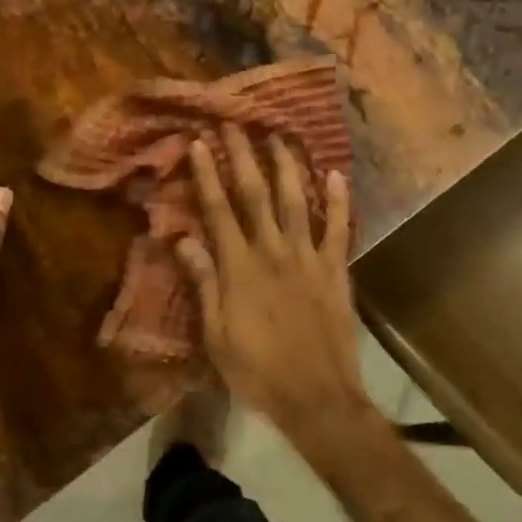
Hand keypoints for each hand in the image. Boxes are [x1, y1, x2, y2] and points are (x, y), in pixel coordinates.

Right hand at [175, 125, 372, 448]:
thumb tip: (182, 238)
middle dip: (244, 155)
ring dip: (286, 165)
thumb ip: (203, 282)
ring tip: (279, 134)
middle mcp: (273, 251)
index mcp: (240, 267)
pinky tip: (335, 174)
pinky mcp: (336, 270)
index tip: (200, 142)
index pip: (218, 209)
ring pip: (296, 200)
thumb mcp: (216, 334)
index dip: (208, 173)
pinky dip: (338, 200)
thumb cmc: (257, 370)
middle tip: (236, 122)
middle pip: (256, 193)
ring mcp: (309, 257)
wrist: (317, 398)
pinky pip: (338, 228)